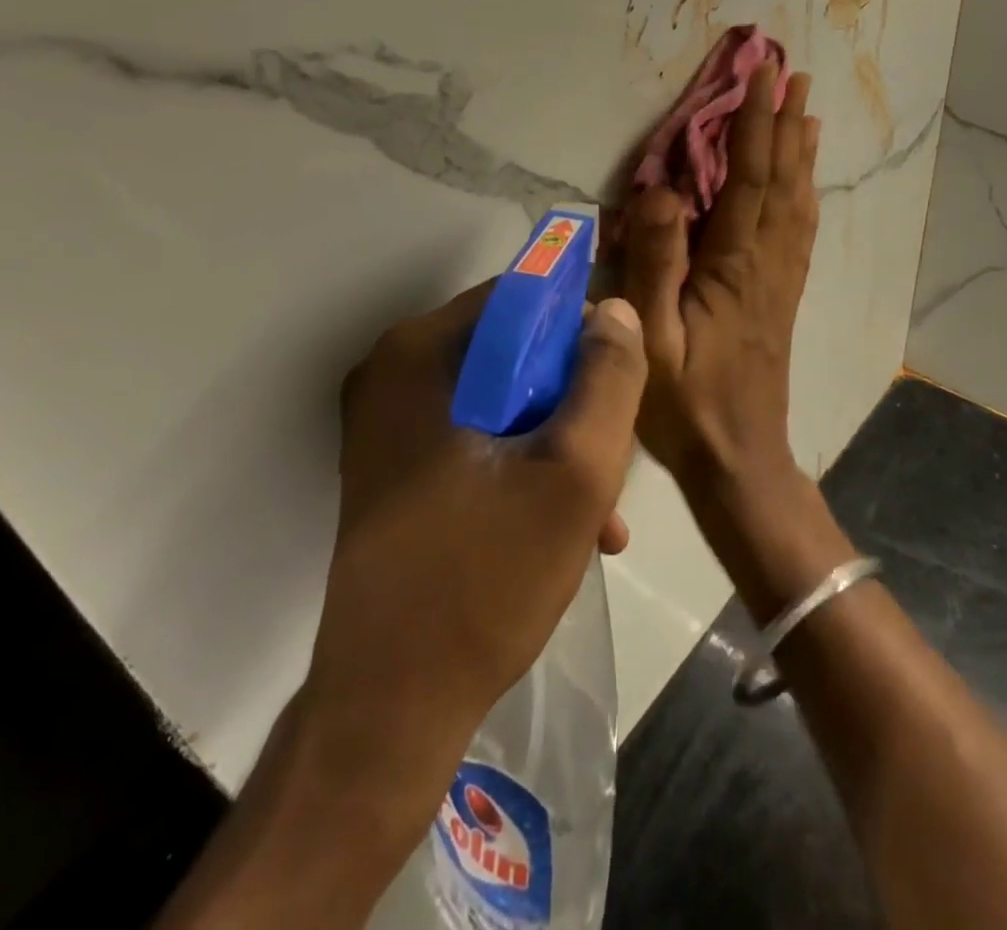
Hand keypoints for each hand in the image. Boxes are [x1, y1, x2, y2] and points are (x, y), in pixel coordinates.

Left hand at [303, 284, 646, 774]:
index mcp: (418, 354)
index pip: (519, 297)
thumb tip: (612, 310)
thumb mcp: (574, 471)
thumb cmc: (485, 579)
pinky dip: (523, 468)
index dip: (579, 328)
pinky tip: (569, 528)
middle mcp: (392, 373)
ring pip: (500, 400)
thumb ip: (607, 379)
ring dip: (557, 443)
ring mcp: (388, 424)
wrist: (391, 708)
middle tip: (612, 460)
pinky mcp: (395, 468)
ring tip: (603, 513)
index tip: (618, 381)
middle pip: (512, 351)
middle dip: (572, 402)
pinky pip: (476, 438)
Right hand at [620, 64, 819, 496]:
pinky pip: (799, 234)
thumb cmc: (685, 404)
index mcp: (735, 267)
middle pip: (781, 182)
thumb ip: (655, 264)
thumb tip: (661, 192)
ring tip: (807, 113)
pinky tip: (804, 187)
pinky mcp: (782, 300)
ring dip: (800, 155)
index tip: (764, 76)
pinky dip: (804, 197)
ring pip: (797, 204)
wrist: (740, 460)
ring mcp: (780, 282)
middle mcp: (767, 264)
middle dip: (785, 124)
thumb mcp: (652, 338)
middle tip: (795, 75)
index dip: (756, 125)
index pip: (749, 180)